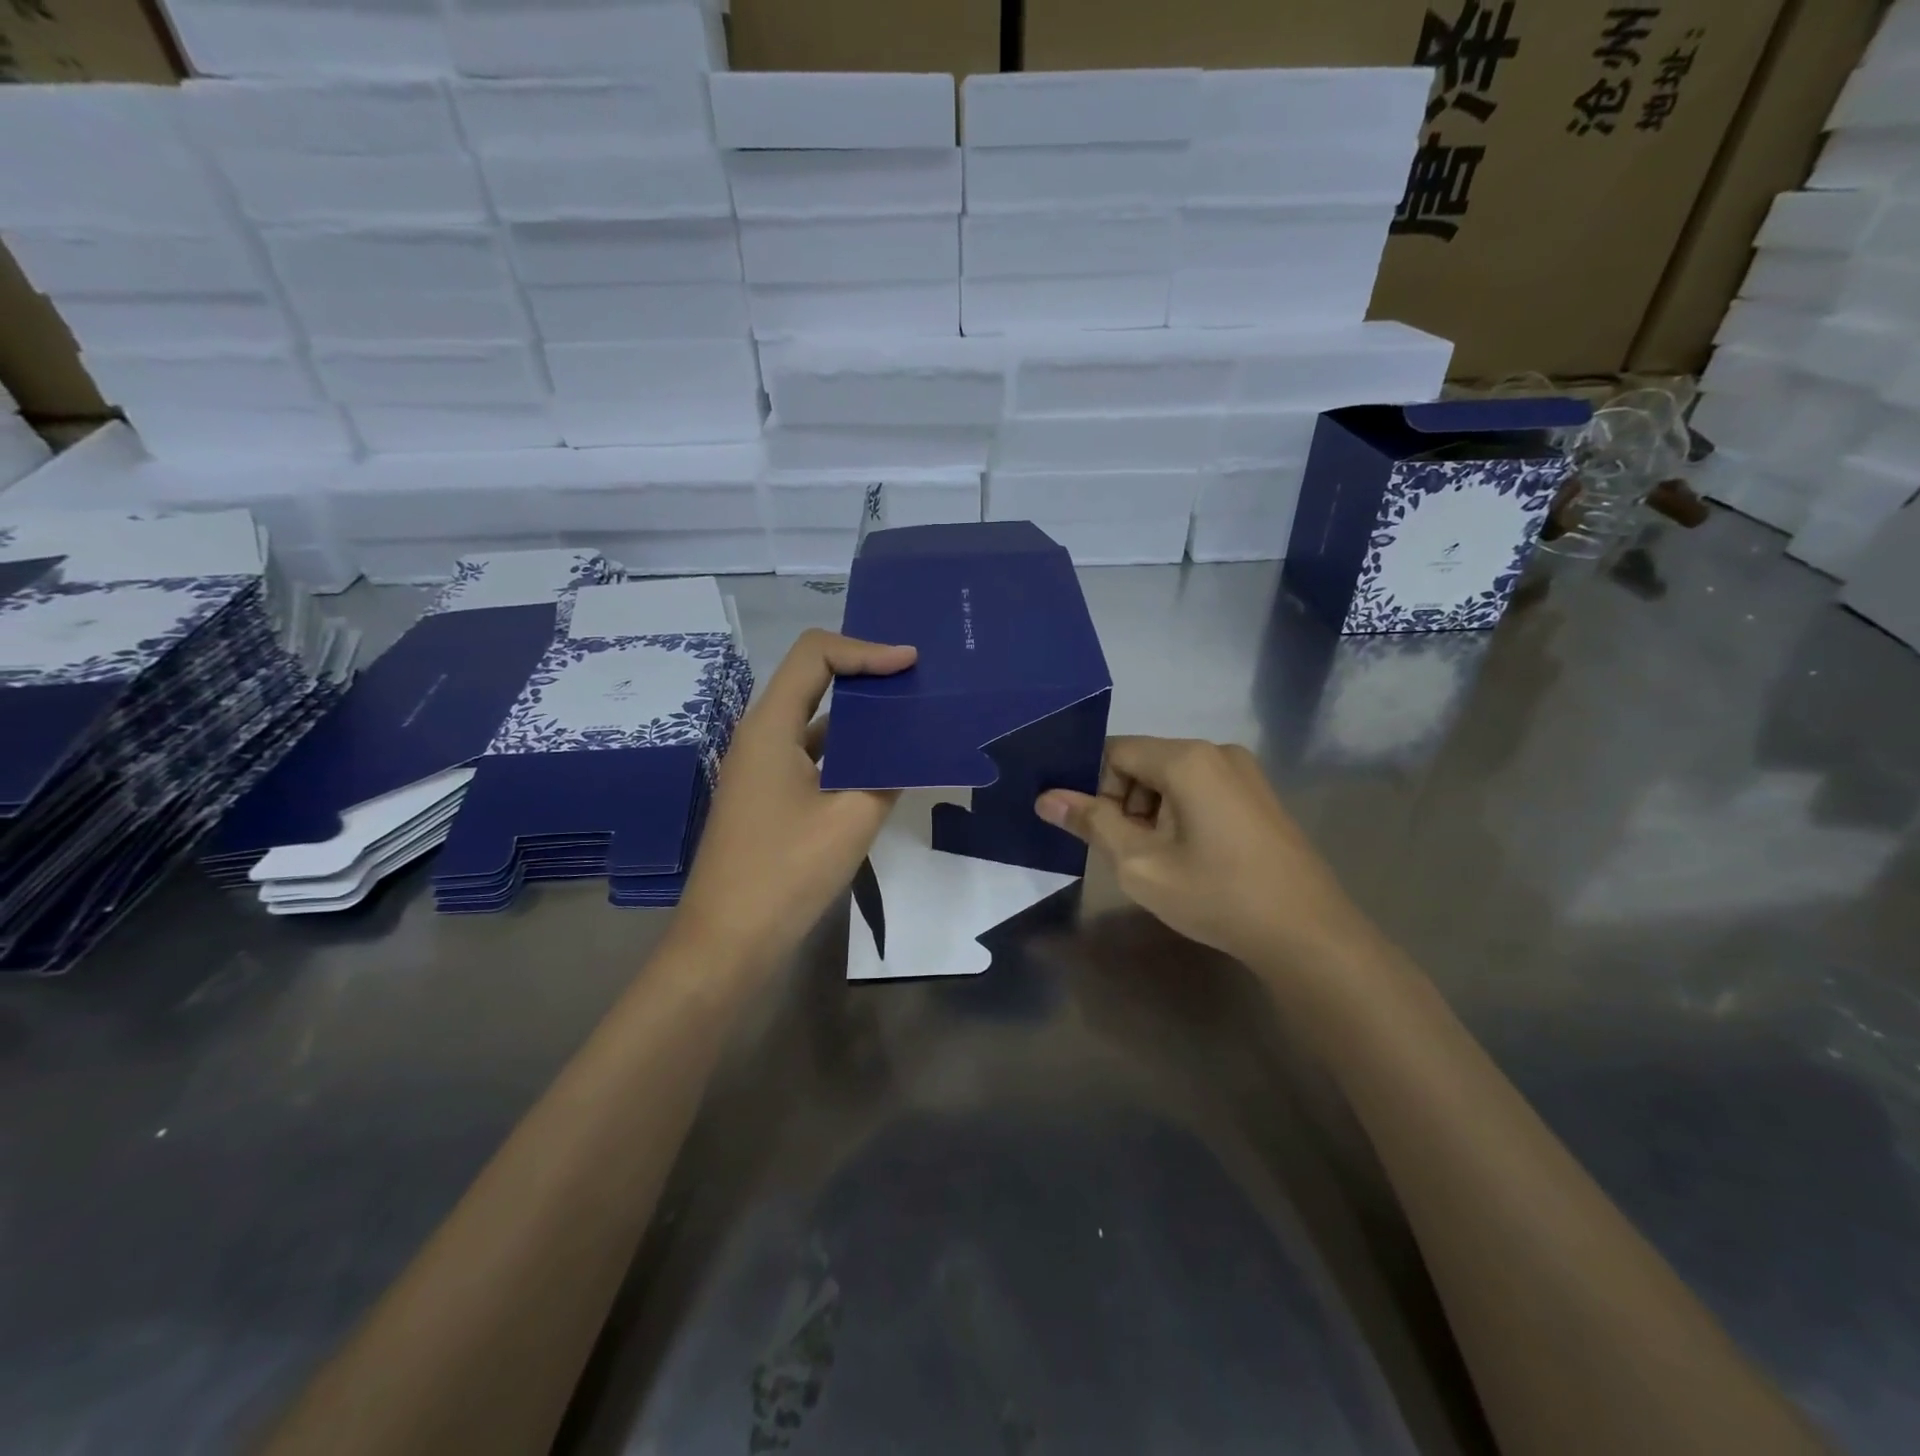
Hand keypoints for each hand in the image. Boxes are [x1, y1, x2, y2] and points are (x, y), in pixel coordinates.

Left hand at [676, 629, 916, 969]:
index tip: (911, 664)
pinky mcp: (769, 797)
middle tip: (918, 684)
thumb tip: (915, 748)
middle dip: (867, 676)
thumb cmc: (785, 873)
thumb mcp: (852, 820)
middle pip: (814, 681)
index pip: (815, 655)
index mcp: (771, 727)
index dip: (865, 650)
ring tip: (912, 720)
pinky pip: (813, 756)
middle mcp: (761, 736)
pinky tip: (885, 766)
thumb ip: (888, 773)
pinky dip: (849, 752)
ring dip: (861, 717)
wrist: (727, 943)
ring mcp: (763, 768)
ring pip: (816, 721)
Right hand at [1035, 737, 1367, 967]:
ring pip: (1172, 779)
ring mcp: (1245, 773)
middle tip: (1134, 855)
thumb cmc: (1217, 895)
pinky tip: (1196, 859)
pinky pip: (1201, 790)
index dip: (1096, 790)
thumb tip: (1046, 798)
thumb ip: (1092, 823)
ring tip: (1166, 862)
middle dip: (1126, 804)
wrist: (1307, 933)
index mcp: (1187, 759)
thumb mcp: (1140, 863)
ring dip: (1154, 813)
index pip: (1115, 752)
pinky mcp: (1260, 796)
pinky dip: (1183, 816)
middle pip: (1144, 763)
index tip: (1099, 834)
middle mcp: (1217, 752)